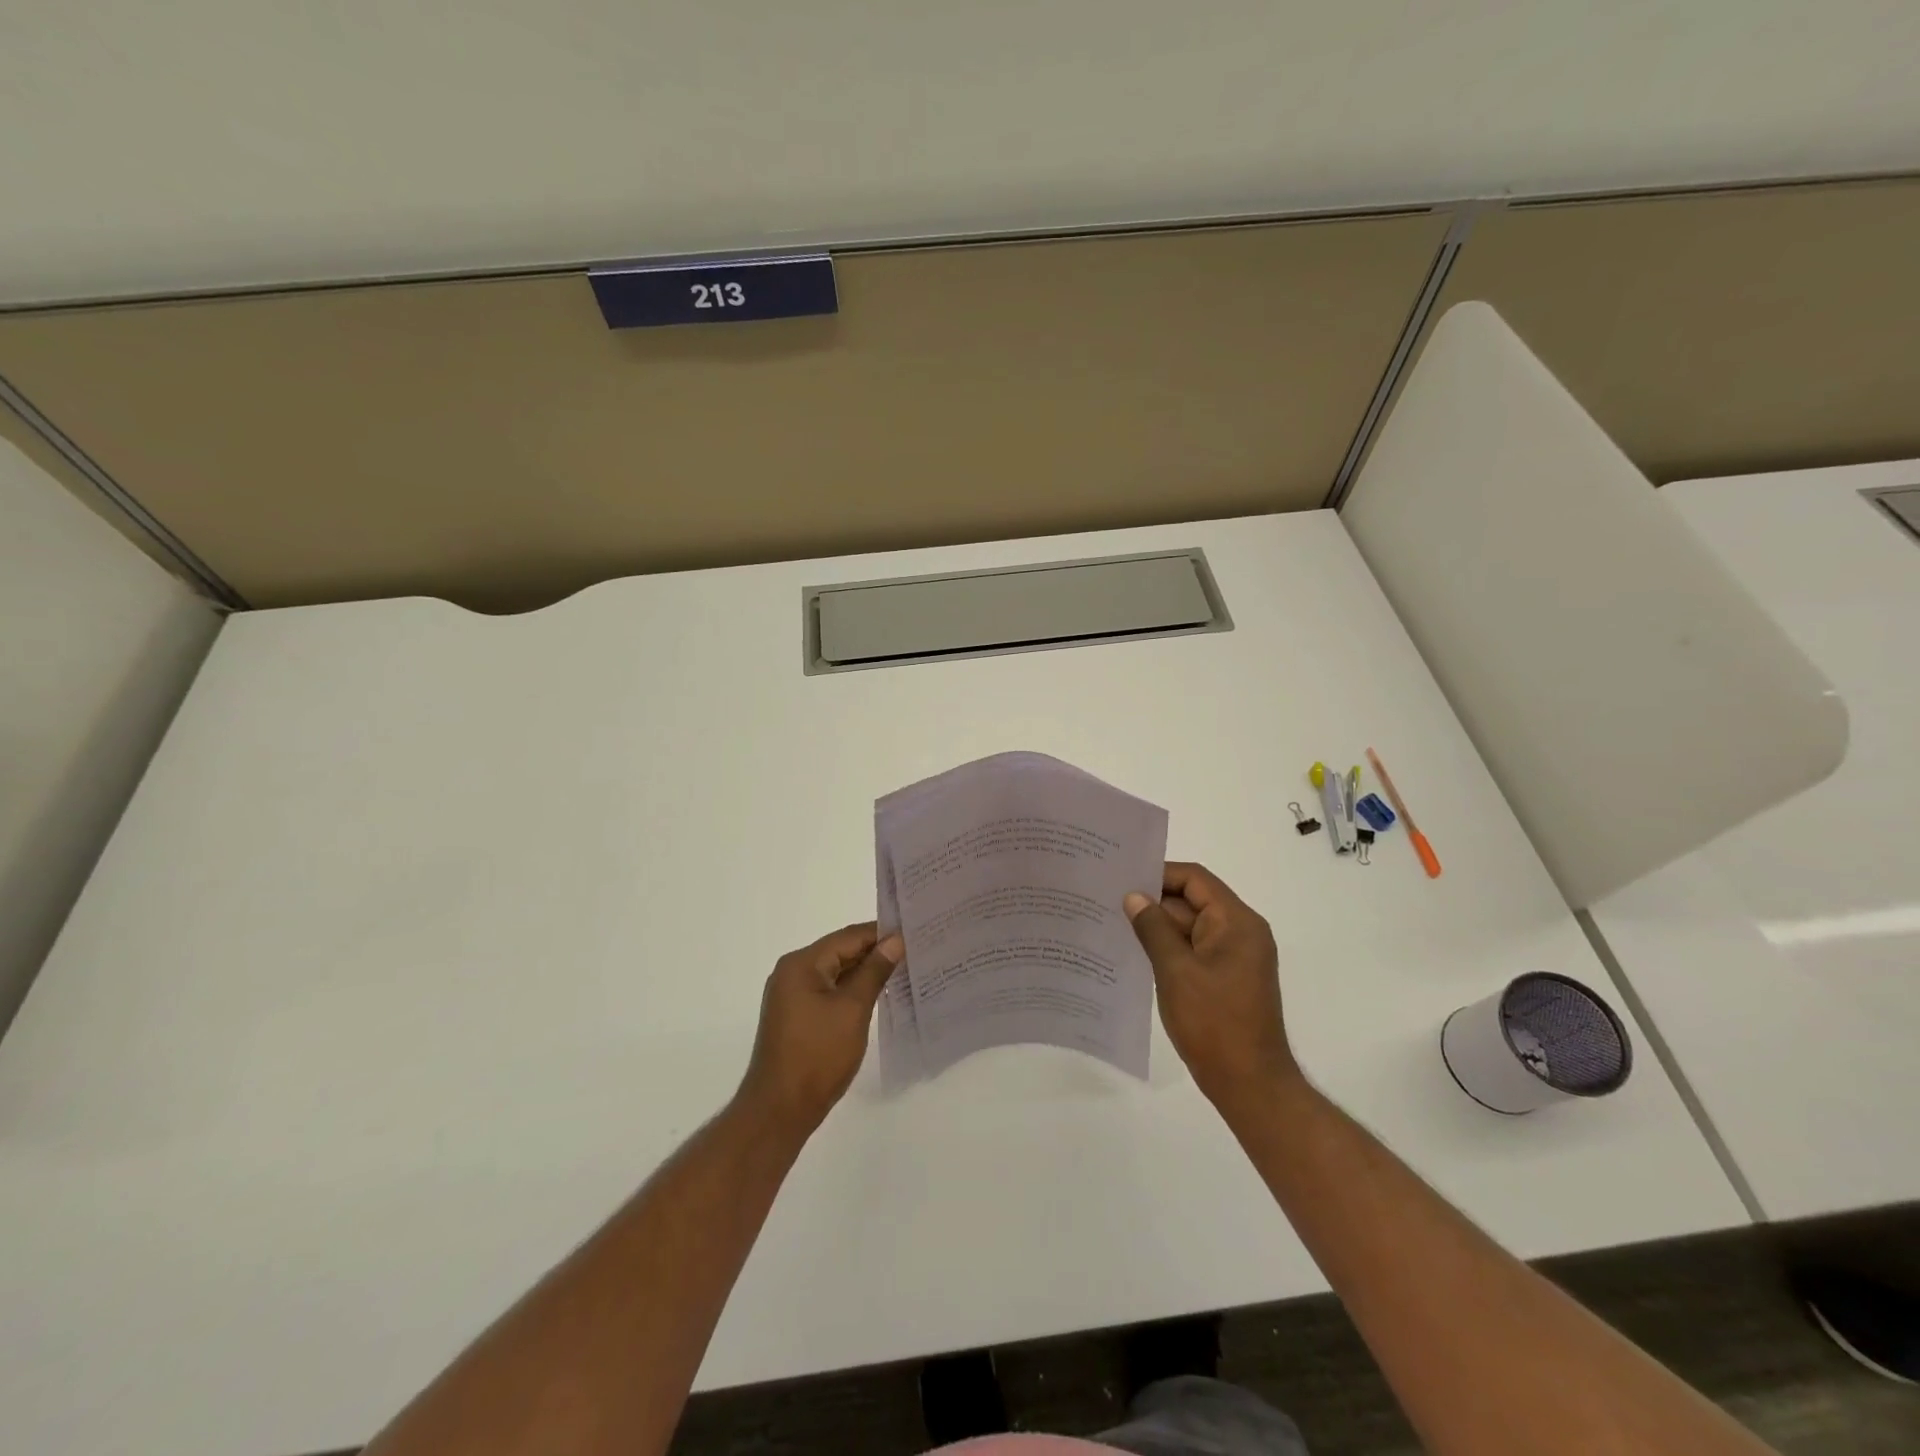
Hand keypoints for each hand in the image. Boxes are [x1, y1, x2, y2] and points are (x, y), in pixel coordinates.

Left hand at [738, 922, 902, 1134]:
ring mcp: (792, 996)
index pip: (847, 937)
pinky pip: (829, 991)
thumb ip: (874, 971)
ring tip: (903, 970)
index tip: (913, 933)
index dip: (880, 934)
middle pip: (840, 952)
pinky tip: (878, 995)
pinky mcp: (796, 1016)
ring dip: (865, 972)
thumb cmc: (818, 1055)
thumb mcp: (853, 1009)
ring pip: (835, 973)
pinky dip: (851, 991)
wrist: (780, 1110)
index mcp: (801, 964)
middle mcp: (792, 972)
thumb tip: (895, 940)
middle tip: (913, 951)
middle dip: (875, 952)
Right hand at [1125, 862, 1299, 1113]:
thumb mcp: (1176, 971)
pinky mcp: (1224, 978)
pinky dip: (1167, 948)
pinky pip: (1192, 950)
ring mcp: (1233, 957)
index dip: (1159, 874)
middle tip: (1108, 899)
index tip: (1122, 878)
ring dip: (1157, 926)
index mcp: (1236, 922)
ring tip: (1113, 923)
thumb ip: (1153, 928)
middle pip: (1192, 901)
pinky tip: (1134, 952)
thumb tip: (1133, 896)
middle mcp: (1239, 932)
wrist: (1249, 1084)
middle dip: (1153, 901)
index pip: (1195, 879)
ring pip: (1189, 927)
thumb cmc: (1214, 1023)